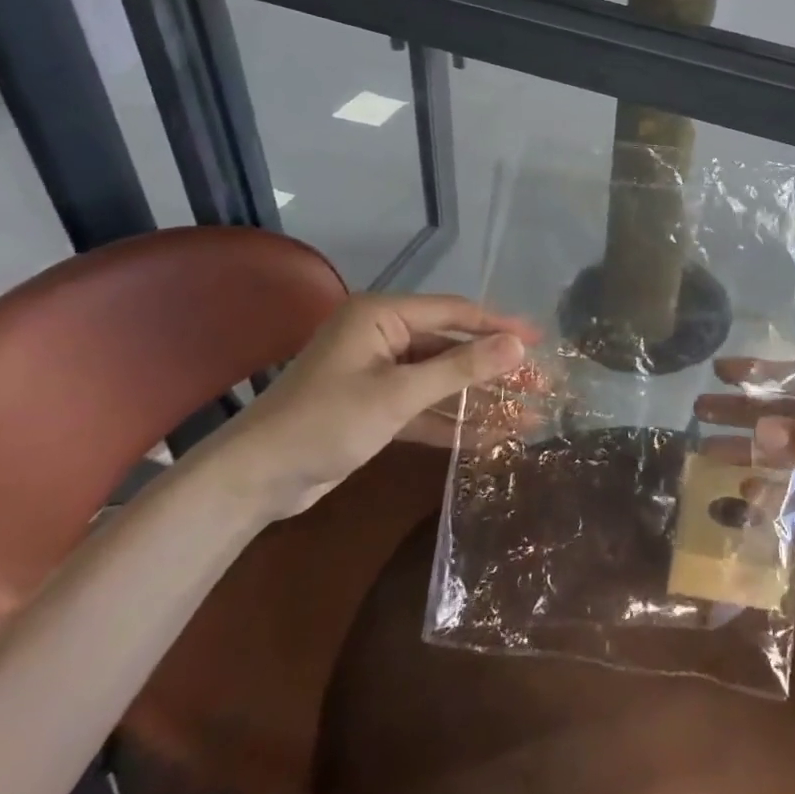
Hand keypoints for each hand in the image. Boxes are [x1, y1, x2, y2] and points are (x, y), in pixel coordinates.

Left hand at [203, 294, 532, 520]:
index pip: (454, 313)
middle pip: (452, 347)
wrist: (254, 481)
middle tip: (540, 382)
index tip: (540, 339)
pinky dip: (453, 422)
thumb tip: (517, 345)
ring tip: (527, 413)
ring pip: (442, 380)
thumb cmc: (325, 422)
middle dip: (495, 368)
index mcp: (382, 316)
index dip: (499, 325)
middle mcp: (383, 337)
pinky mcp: (377, 408)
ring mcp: (380, 374)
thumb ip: (460, 368)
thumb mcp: (398, 394)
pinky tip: (491, 437)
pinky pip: (425, 407)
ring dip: (480, 399)